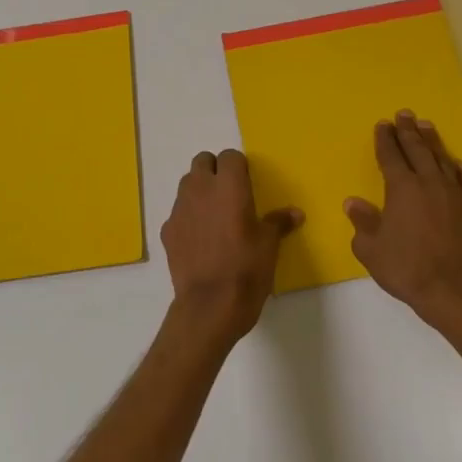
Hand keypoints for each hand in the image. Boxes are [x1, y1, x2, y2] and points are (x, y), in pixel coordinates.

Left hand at [161, 150, 301, 343]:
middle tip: (230, 194)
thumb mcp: (269, 245)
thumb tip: (294, 213)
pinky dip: (188, 218)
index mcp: (228, 186)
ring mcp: (179, 209)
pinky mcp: (167, 231)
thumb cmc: (246, 268)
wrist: (210, 304)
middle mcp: (200, 189)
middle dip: (215, 171)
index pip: (230, 156)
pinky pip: (178, 213)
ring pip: (186, 185)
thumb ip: (278, 222)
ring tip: (215, 216)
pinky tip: (200, 240)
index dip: (239, 167)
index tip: (248, 184)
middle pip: (202, 162)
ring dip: (199, 191)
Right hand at [346, 111, 461, 323]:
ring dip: (431, 141)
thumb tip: (354, 203)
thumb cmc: (407, 268)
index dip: (385, 140)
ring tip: (425, 126)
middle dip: (408, 131)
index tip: (382, 124)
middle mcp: (428, 184)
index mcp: (402, 188)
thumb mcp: (371, 249)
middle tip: (404, 114)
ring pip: (440, 159)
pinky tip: (454, 162)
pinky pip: (458, 178)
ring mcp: (451, 195)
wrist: (454, 289)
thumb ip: (363, 223)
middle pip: (417, 150)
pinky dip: (453, 166)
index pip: (391, 156)